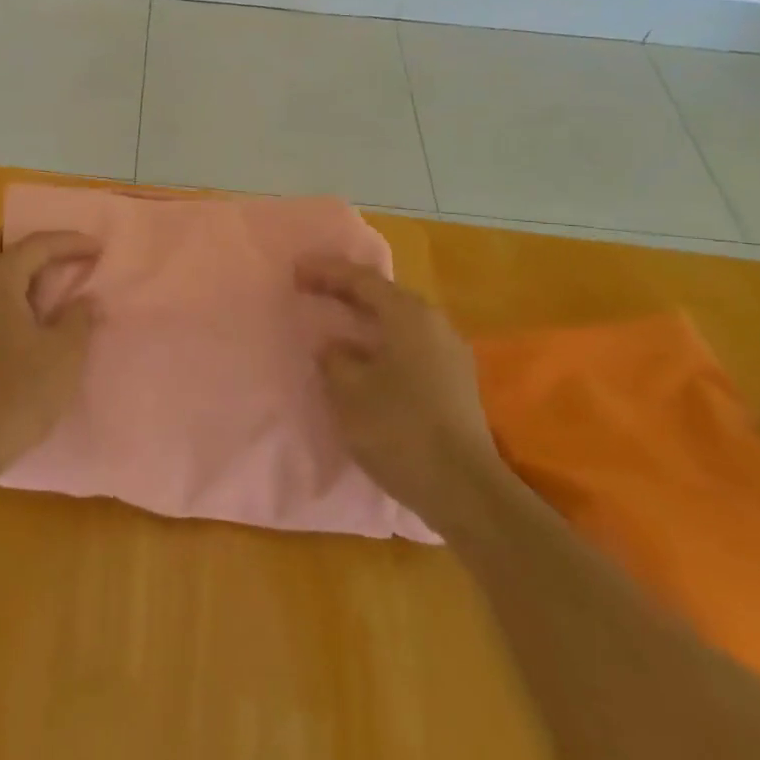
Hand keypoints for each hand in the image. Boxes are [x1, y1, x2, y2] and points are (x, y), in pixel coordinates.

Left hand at [0, 228, 99, 520]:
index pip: (35, 244)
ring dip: (7, 266)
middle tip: (56, 260)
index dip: (70, 242)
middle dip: (25, 242)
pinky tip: (16, 315)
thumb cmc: (18, 393)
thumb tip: (83, 301)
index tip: (98, 248)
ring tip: (40, 288)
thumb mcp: (64, 355)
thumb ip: (78, 318)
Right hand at [296, 255, 505, 527]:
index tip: (295, 270)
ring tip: (334, 321)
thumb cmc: (398, 429)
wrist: (464, 489)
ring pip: (398, 321)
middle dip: (345, 291)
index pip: (361, 280)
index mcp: (408, 315)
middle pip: (383, 296)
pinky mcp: (455, 382)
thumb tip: (333, 346)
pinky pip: (409, 344)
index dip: (326, 272)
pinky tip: (363, 356)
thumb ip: (334, 358)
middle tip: (311, 288)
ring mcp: (450, 353)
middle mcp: (434, 324)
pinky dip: (381, 340)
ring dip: (364, 318)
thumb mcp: (349, 390)